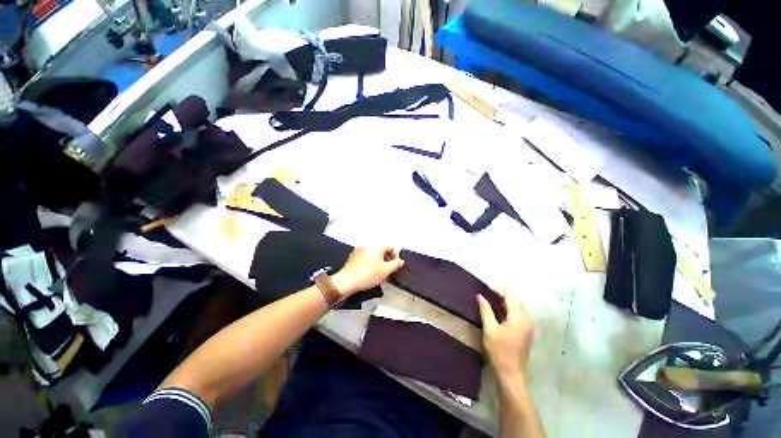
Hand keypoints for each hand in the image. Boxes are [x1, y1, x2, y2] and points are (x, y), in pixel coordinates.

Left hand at [332, 246, 404, 296]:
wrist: (347, 281)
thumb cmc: (368, 274)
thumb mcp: (386, 271)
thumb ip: (395, 264)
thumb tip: (400, 261)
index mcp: (377, 246)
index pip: (391, 247)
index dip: (395, 256)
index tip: (395, 266)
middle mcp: (368, 245)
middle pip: (382, 249)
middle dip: (387, 258)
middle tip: (388, 269)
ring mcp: (360, 249)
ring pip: (374, 253)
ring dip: (379, 260)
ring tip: (379, 271)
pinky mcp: (354, 256)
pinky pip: (366, 256)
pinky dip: (371, 261)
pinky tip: (369, 271)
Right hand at [478, 289, 535, 377]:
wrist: (511, 373)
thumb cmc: (499, 351)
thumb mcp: (490, 329)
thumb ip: (486, 310)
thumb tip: (480, 296)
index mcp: (519, 318)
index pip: (511, 296)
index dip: (499, 290)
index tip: (486, 289)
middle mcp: (527, 320)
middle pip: (516, 300)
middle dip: (502, 294)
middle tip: (487, 294)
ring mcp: (529, 326)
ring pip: (518, 307)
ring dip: (506, 301)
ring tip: (491, 300)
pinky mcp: (527, 331)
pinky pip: (519, 314)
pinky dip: (509, 309)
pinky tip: (498, 312)